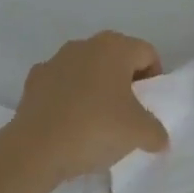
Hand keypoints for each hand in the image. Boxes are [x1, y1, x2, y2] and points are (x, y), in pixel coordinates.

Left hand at [13, 31, 168, 179]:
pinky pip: (61, 83)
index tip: (149, 105)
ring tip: (97, 120)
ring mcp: (56, 59)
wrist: (37, 147)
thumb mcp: (139, 133)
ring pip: (87, 68)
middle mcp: (85, 44)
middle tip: (128, 113)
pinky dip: (68, 96)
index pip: (146, 53)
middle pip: (116, 57)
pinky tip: (69, 122)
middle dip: (125, 81)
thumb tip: (159, 138)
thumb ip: (156, 131)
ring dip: (96, 87)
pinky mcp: (34, 79)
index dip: (154, 78)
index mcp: (114, 47)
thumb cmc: (96, 128)